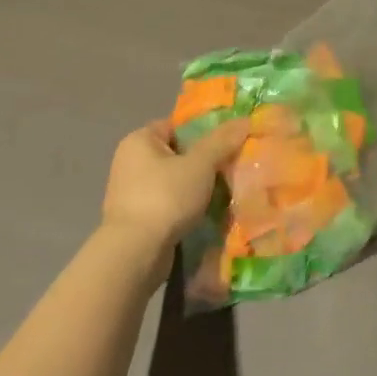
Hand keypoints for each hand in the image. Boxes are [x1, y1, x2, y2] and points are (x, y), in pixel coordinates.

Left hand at [100, 115, 247, 259]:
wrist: (135, 255)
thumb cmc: (165, 197)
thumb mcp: (200, 164)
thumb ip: (222, 141)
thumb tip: (246, 120)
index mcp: (139, 141)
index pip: (177, 126)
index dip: (204, 130)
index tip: (229, 141)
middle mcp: (130, 163)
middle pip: (178, 154)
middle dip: (205, 161)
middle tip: (232, 165)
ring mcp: (131, 194)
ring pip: (176, 181)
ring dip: (198, 187)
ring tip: (227, 189)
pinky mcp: (137, 220)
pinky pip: (170, 204)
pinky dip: (187, 207)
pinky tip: (209, 212)